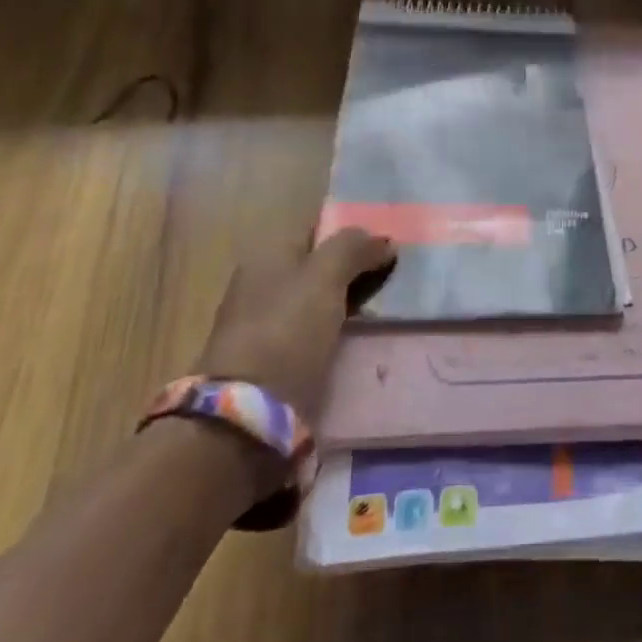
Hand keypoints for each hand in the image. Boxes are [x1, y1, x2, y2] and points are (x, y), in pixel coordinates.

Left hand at [196, 229, 395, 417]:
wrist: (247, 412)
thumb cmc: (287, 329)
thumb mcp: (326, 276)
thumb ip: (354, 248)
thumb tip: (383, 240)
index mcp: (266, 253)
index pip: (318, 229)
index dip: (353, 233)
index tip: (388, 245)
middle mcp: (260, 281)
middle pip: (318, 265)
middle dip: (353, 270)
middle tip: (394, 278)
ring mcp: (263, 321)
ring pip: (317, 300)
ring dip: (347, 303)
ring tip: (384, 310)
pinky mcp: (271, 358)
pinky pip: (313, 331)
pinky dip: (335, 332)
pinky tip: (359, 339)